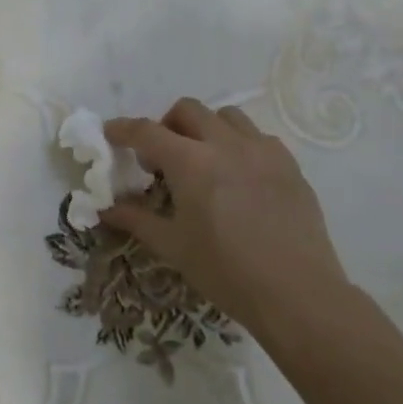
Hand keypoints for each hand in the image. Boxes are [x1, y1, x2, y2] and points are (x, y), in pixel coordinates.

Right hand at [103, 99, 347, 334]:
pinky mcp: (289, 164)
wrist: (297, 293)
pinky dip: (238, 144)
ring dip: (205, 128)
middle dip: (166, 125)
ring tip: (203, 161)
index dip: (123, 129)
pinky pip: (257, 137)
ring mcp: (262, 150)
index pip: (146, 131)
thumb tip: (105, 208)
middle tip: (161, 158)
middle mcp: (225, 144)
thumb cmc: (225, 270)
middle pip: (187, 110)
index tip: (110, 134)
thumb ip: (136, 219)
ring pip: (225, 116)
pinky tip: (239, 176)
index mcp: (191, 162)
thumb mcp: (172, 246)